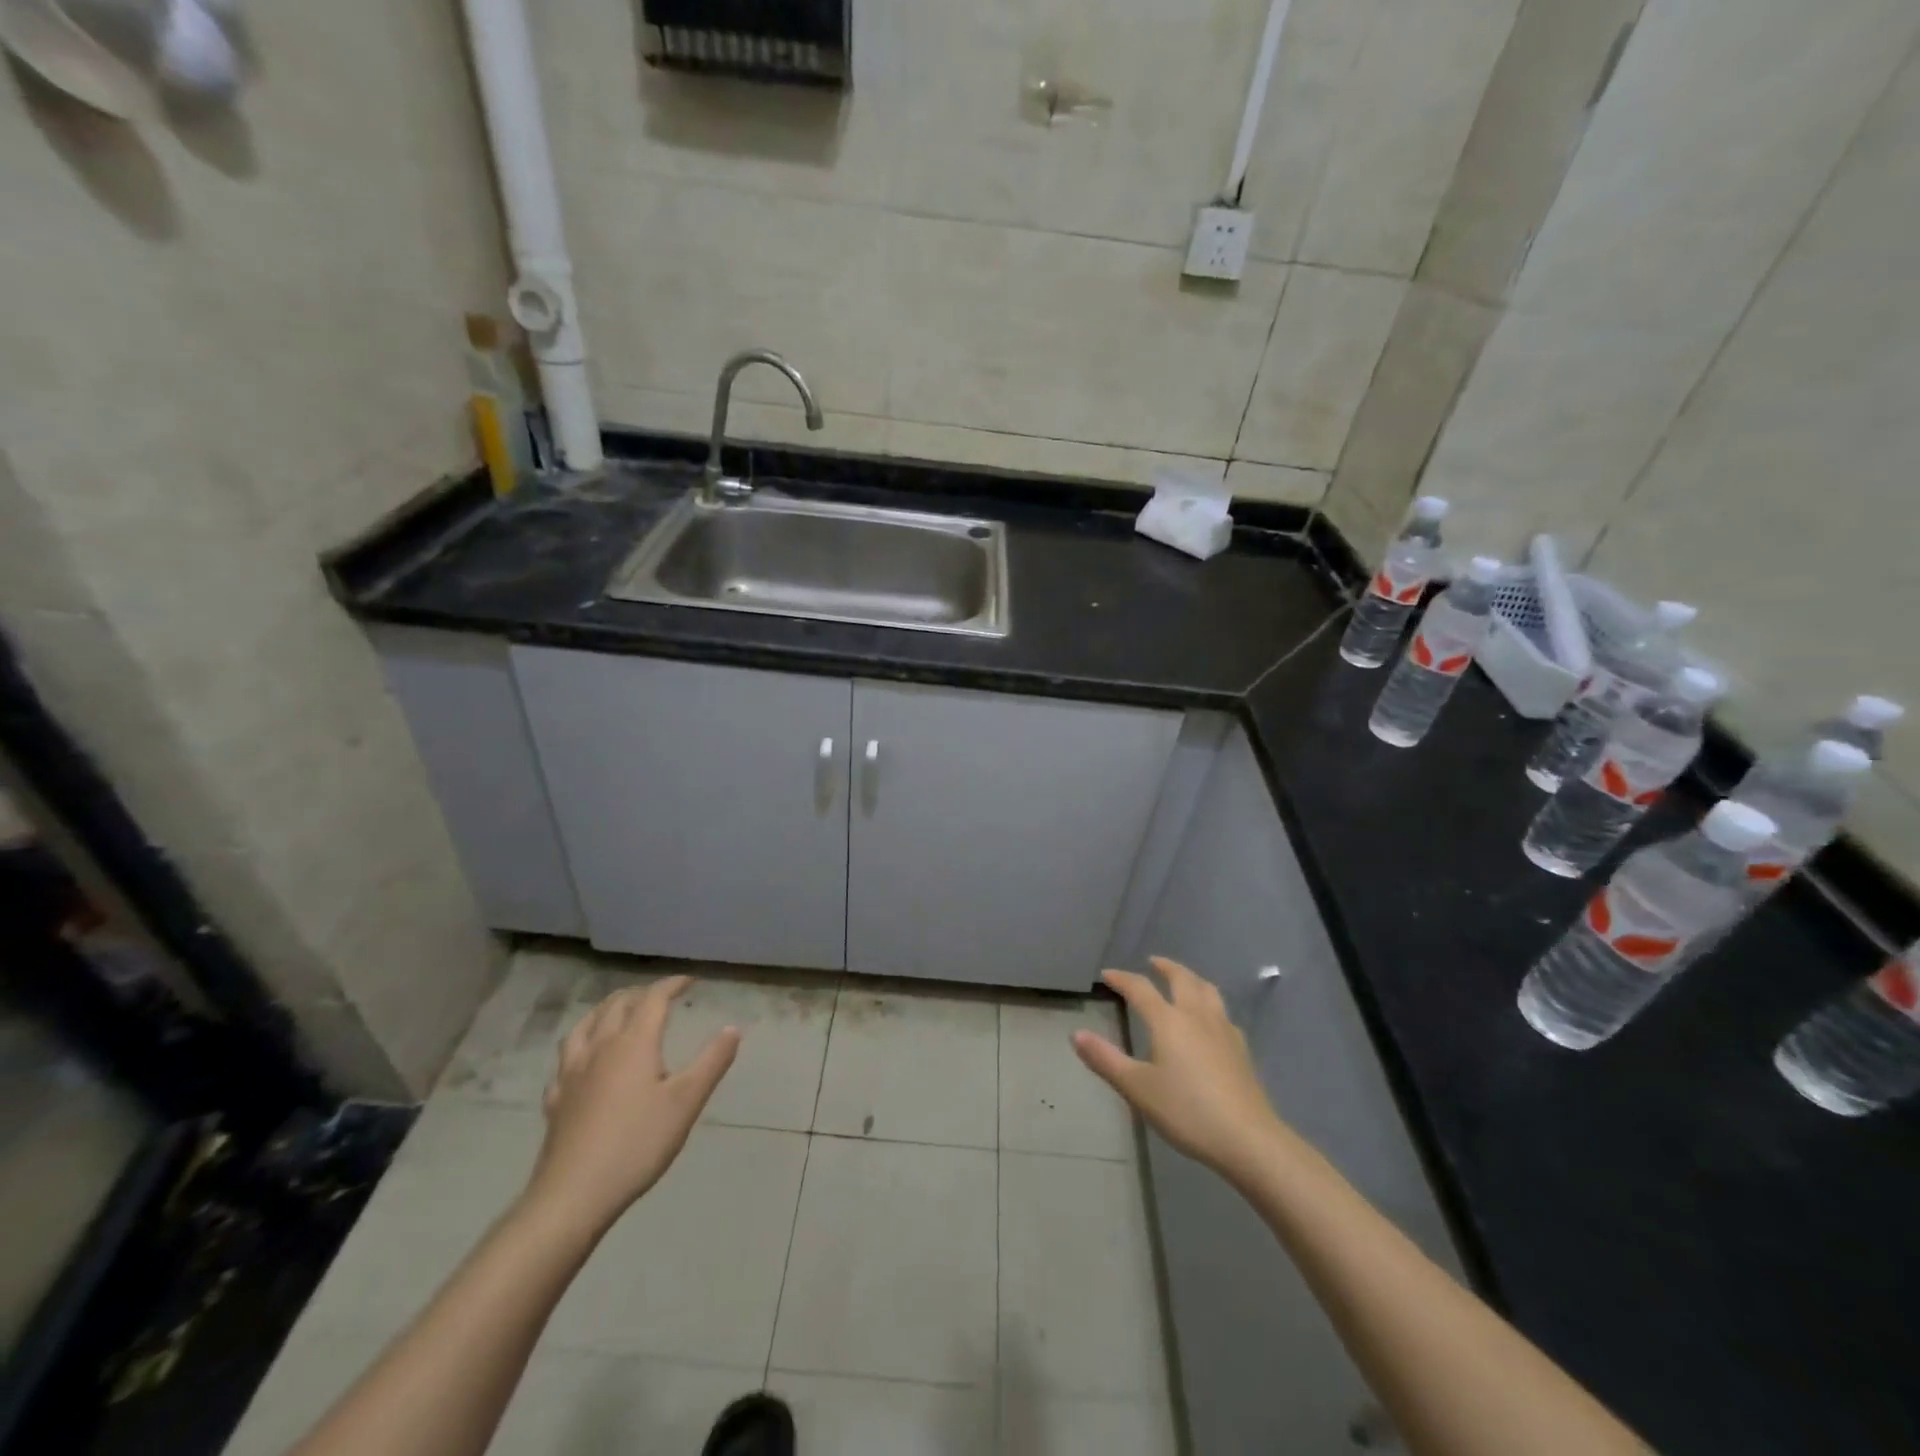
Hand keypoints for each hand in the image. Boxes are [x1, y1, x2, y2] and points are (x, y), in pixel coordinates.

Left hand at [522, 977, 738, 1238]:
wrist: (573, 1195)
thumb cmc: (637, 1143)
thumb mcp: (687, 1102)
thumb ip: (712, 1061)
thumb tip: (732, 1028)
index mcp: (634, 1043)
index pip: (653, 999)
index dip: (671, 984)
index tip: (689, 980)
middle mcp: (600, 1047)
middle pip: (616, 1005)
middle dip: (640, 993)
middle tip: (659, 994)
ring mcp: (572, 1073)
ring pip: (585, 1025)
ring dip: (605, 1009)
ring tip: (617, 1011)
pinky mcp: (556, 1100)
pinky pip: (565, 1060)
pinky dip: (579, 1046)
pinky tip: (582, 1060)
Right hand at [1073, 956, 1287, 1182]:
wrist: (1248, 1138)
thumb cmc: (1187, 1111)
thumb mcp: (1138, 1088)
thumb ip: (1106, 1060)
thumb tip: (1076, 1035)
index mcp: (1168, 1021)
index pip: (1141, 989)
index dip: (1122, 979)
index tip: (1107, 974)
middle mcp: (1197, 1016)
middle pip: (1182, 979)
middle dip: (1165, 967)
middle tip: (1153, 962)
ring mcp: (1223, 1030)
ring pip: (1208, 991)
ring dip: (1191, 979)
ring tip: (1183, 980)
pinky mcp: (1241, 1049)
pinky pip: (1223, 1013)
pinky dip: (1210, 1005)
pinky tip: (1210, 1022)